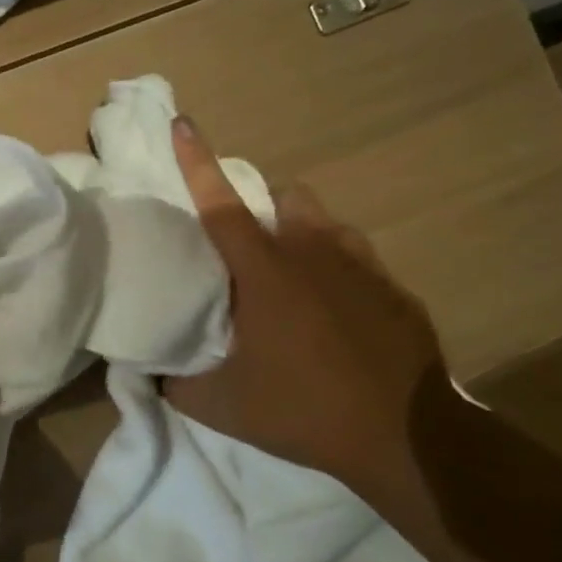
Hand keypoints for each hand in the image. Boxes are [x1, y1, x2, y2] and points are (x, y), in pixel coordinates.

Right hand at [162, 115, 443, 489]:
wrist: (407, 438)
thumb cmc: (303, 409)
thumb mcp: (220, 405)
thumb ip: (176, 381)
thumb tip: (153, 372)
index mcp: (264, 271)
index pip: (220, 205)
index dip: (196, 162)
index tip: (183, 123)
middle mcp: (313, 254)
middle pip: (285, 197)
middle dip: (263, 206)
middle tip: (247, 248)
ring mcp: (362, 269)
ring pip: (327, 224)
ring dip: (303, 234)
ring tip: (293, 278)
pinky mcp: (396, 292)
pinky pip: (359, 261)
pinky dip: (339, 273)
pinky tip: (337, 316)